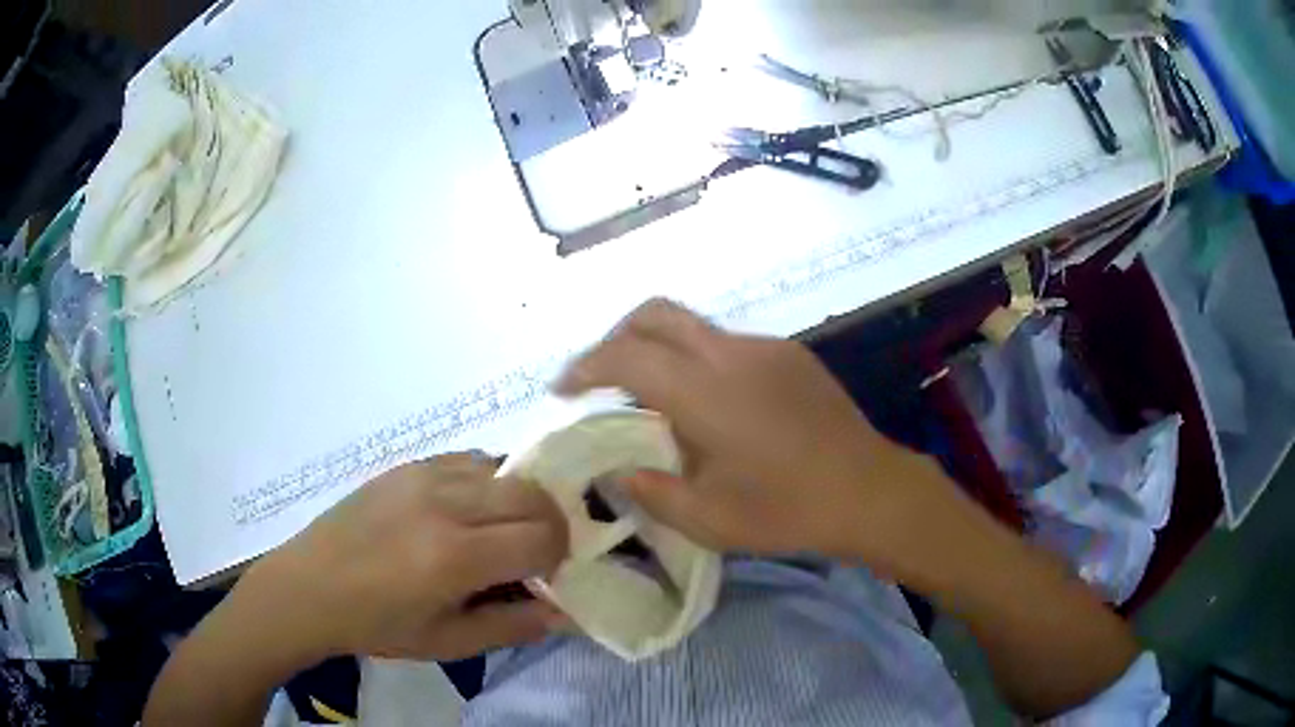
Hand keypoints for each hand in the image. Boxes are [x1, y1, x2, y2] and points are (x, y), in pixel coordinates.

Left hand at [240, 454, 568, 661]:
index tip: (545, 576)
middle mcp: (445, 503)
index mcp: (454, 556)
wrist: (310, 586)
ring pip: (505, 469)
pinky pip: (469, 460)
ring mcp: (424, 475)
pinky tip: (466, 512)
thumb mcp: (449, 643)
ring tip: (498, 532)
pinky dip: (487, 483)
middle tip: (533, 554)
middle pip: (533, 494)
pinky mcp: (408, 464)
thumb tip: (564, 611)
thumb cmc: (378, 625)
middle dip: (550, 524)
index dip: (559, 557)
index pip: (543, 537)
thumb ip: (513, 625)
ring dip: (518, 501)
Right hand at [556, 299, 955, 569]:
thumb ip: (650, 489)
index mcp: (705, 391)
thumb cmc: (786, 510)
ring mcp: (765, 348)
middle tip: (601, 379)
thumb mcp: (707, 518)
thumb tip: (620, 468)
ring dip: (660, 349)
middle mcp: (731, 353)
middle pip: (656, 313)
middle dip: (617, 337)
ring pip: (693, 326)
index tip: (563, 390)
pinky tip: (712, 406)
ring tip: (656, 400)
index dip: (585, 366)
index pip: (626, 356)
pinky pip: (727, 344)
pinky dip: (699, 361)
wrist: (869, 491)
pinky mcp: (790, 355)